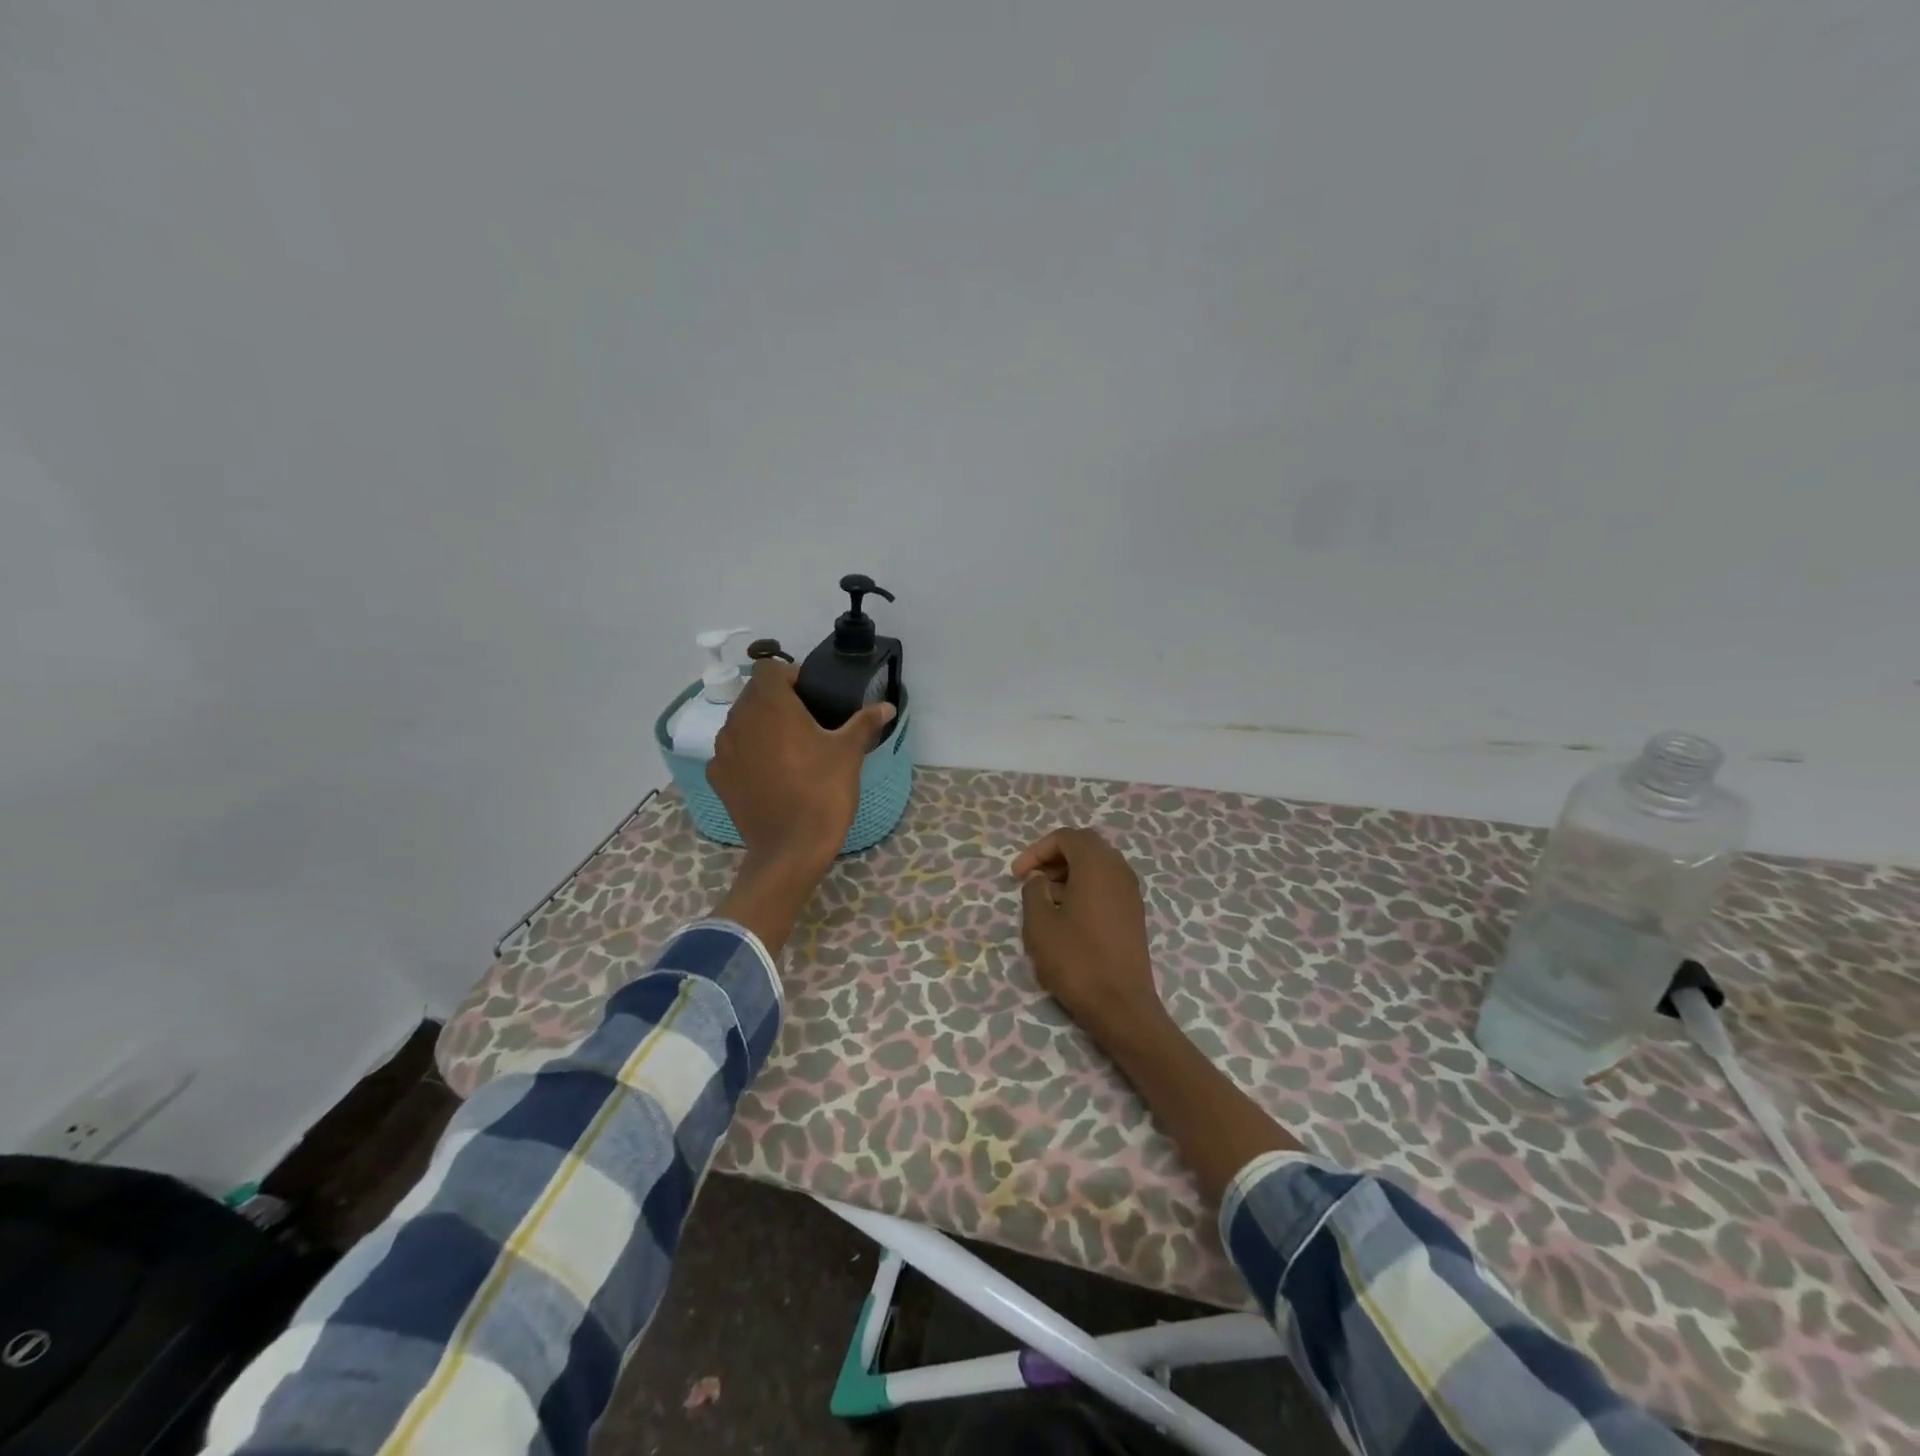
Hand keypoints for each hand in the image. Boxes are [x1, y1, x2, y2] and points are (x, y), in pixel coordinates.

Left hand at [707, 660, 894, 884]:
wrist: (790, 849)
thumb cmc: (822, 790)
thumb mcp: (849, 752)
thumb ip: (864, 722)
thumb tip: (887, 707)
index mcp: (769, 704)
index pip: (769, 669)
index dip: (790, 677)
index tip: (812, 698)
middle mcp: (738, 719)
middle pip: (754, 695)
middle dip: (777, 703)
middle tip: (807, 725)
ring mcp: (722, 750)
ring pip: (741, 723)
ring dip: (761, 728)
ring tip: (788, 751)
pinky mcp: (717, 777)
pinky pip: (732, 753)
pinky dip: (747, 756)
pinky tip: (769, 775)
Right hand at [1013, 827, 1166, 1043]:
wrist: (1122, 1005)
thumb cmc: (1076, 961)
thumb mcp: (1040, 925)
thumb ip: (1034, 892)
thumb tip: (1039, 879)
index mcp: (1097, 865)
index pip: (1066, 837)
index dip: (1037, 850)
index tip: (1017, 876)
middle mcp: (1119, 870)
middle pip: (1084, 846)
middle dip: (1054, 857)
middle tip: (1031, 880)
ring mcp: (1130, 892)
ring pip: (1097, 865)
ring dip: (1069, 873)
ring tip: (1046, 899)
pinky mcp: (1134, 912)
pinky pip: (1107, 884)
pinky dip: (1085, 887)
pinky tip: (1068, 914)